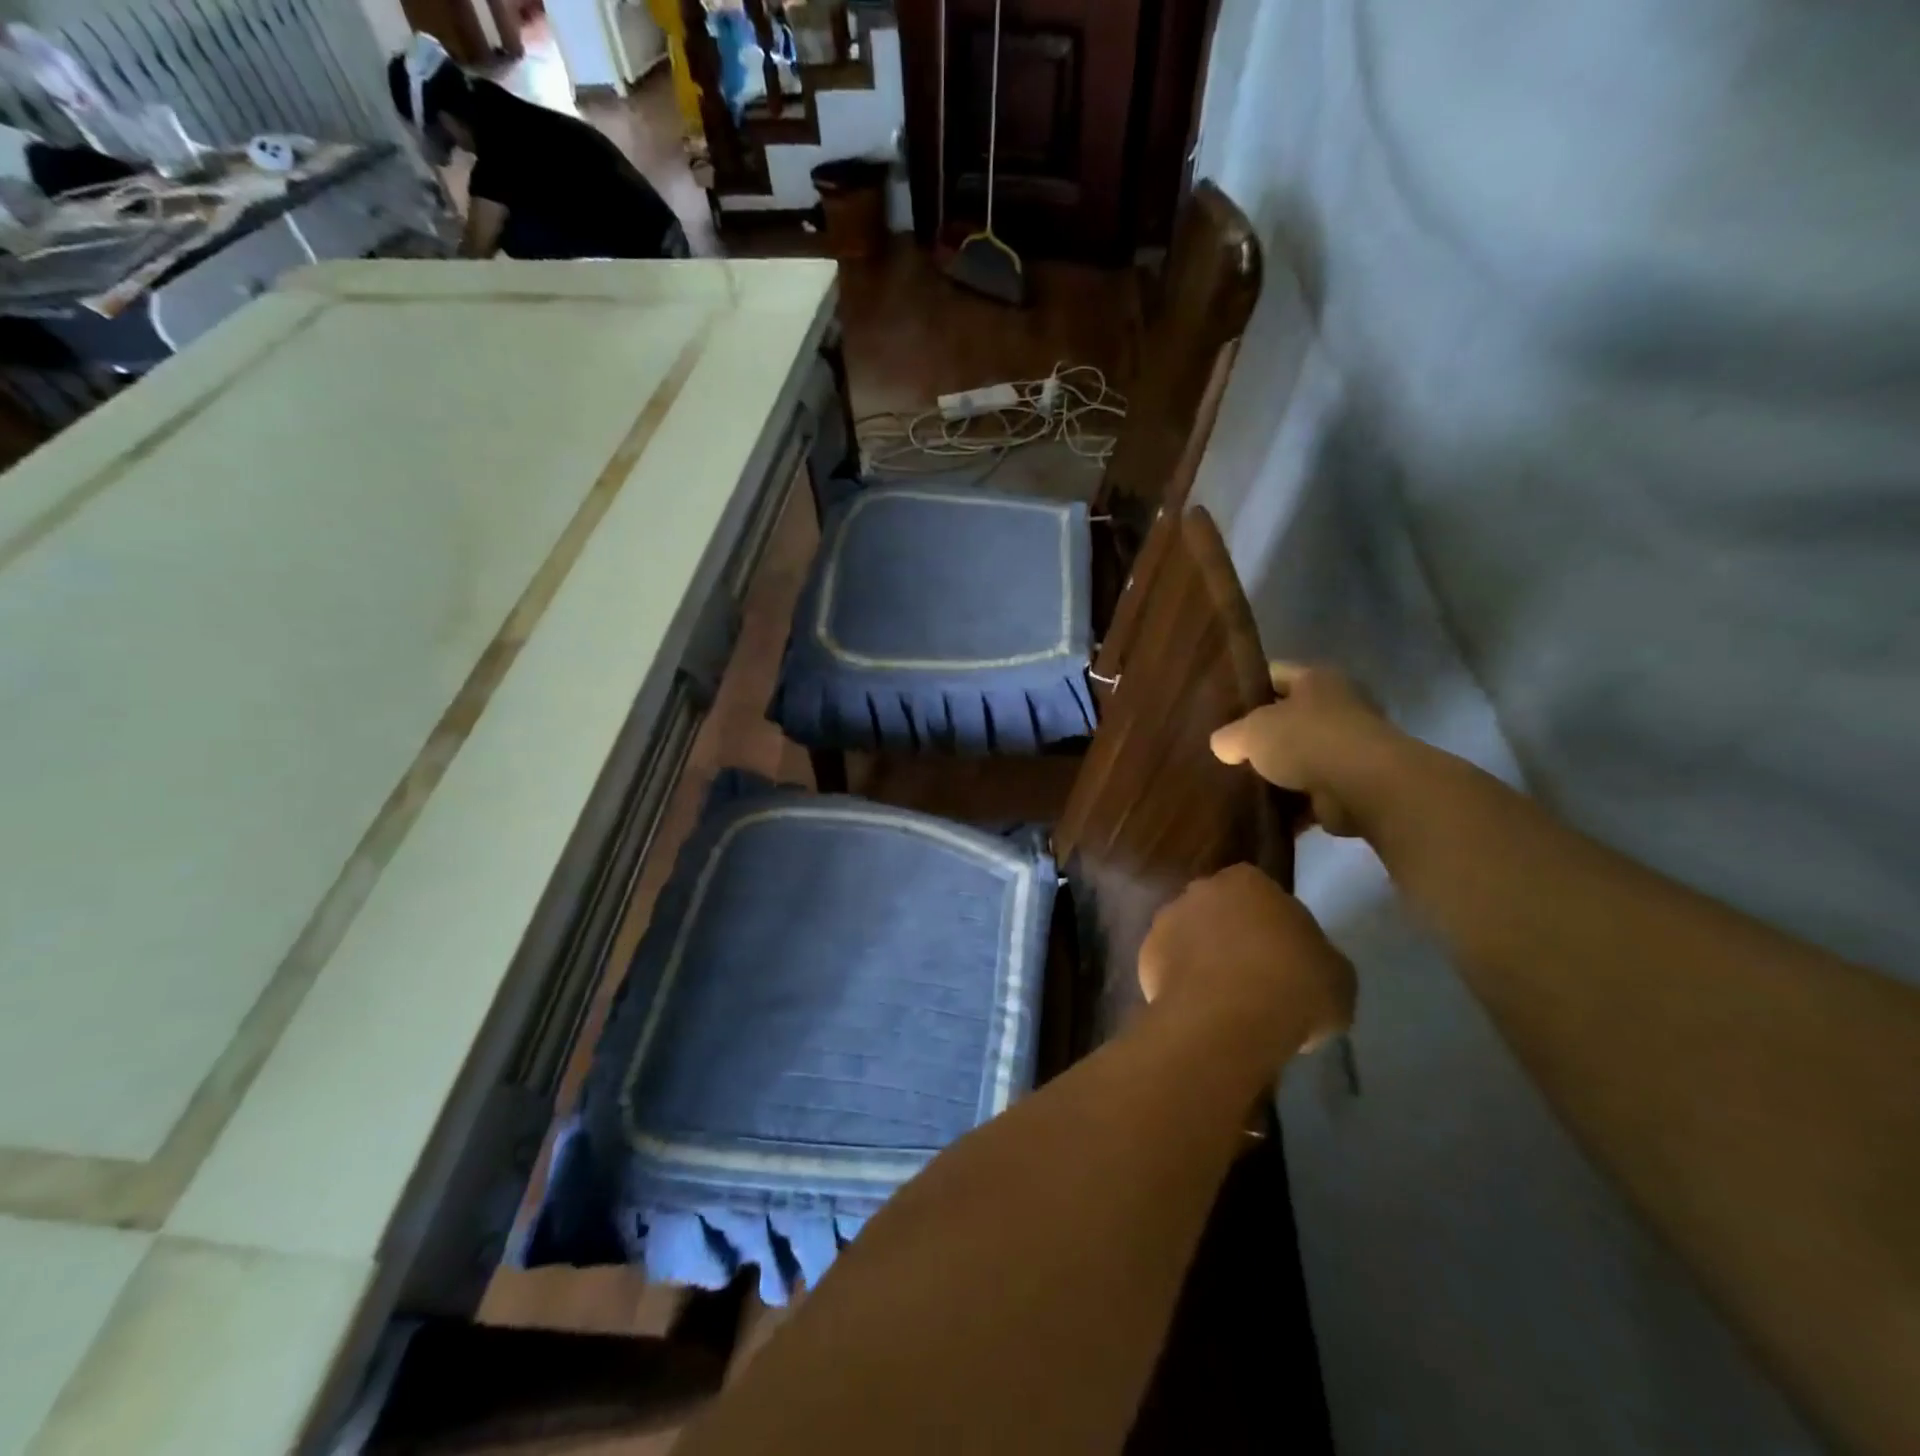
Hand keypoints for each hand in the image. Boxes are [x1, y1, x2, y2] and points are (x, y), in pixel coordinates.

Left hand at [1138, 864, 1355, 1053]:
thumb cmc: (1293, 986)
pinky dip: (1182, 987)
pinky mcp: (1144, 956)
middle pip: (1222, 914)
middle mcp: (1200, 889)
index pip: (1265, 898)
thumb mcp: (1337, 975)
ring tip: (1228, 1005)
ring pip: (1192, 940)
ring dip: (1204, 962)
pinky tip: (1201, 1014)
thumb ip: (1319, 959)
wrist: (1227, 1019)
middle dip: (1234, 940)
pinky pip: (1170, 970)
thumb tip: (1309, 967)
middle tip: (1257, 981)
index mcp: (1248, 880)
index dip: (1276, 930)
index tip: (1288, 962)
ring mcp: (1167, 920)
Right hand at [1210, 664, 1401, 837]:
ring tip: (1239, 784)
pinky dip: (1292, 804)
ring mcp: (1348, 748)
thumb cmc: (1306, 741)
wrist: (1364, 787)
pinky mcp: (1351, 785)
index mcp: (1316, 680)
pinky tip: (1263, 812)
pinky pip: (1311, 793)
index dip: (1247, 688)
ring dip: (1277, 773)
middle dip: (1261, 735)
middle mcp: (1338, 707)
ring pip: (1299, 757)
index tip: (1220, 707)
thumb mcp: (1251, 731)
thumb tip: (1222, 745)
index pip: (1274, 674)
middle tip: (1226, 750)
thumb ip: (1230, 735)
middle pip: (1288, 718)